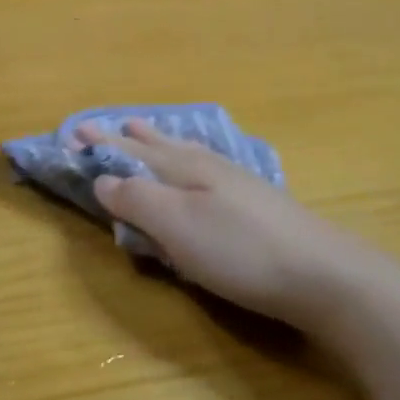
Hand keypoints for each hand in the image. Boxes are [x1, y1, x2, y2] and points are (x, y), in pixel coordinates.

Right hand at [82, 120, 391, 335]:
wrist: (325, 275)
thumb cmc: (240, 251)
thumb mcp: (177, 227)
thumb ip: (137, 200)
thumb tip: (103, 180)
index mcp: (182, 168)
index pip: (130, 151)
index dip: (101, 143)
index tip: (74, 131)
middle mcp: (207, 166)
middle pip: (160, 146)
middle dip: (130, 138)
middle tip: (111, 125)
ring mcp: (236, 182)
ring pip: (186, 153)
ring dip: (160, 143)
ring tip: (146, 131)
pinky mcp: (256, 203)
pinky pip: (206, 168)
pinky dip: (188, 160)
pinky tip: (200, 165)